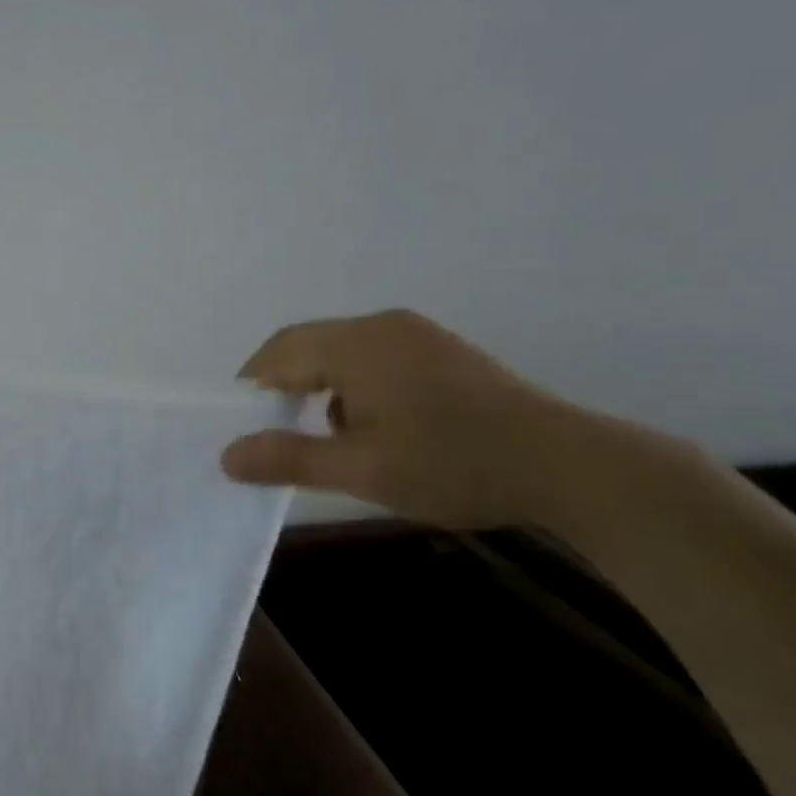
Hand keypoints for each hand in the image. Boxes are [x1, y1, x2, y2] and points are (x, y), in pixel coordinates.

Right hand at [221, 309, 611, 529]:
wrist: (569, 466)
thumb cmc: (452, 464)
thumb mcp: (361, 470)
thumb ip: (288, 459)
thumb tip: (226, 455)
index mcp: (358, 343)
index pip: (279, 351)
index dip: (251, 386)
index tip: (241, 427)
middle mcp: (383, 325)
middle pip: (309, 345)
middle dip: (284, 388)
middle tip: (275, 435)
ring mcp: (418, 336)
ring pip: (343, 353)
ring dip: (321, 389)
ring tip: (327, 438)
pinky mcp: (443, 353)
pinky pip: (376, 358)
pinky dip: (355, 387)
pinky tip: (375, 429)